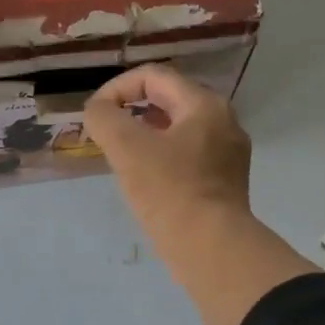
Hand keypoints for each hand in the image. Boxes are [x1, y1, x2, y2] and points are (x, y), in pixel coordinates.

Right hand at [83, 64, 253, 243]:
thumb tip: (98, 111)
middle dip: (131, 110)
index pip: (153, 76)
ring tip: (122, 154)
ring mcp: (228, 152)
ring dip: (145, 134)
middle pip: (169, 99)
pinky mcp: (225, 181)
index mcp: (204, 104)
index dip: (117, 88)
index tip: (95, 115)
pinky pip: (188, 154)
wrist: (212, 248)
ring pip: (178, 129)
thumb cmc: (169, 191)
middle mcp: (223, 121)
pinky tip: (146, 179)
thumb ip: (104, 118)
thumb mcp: (127, 148)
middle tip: (107, 132)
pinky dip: (162, 156)